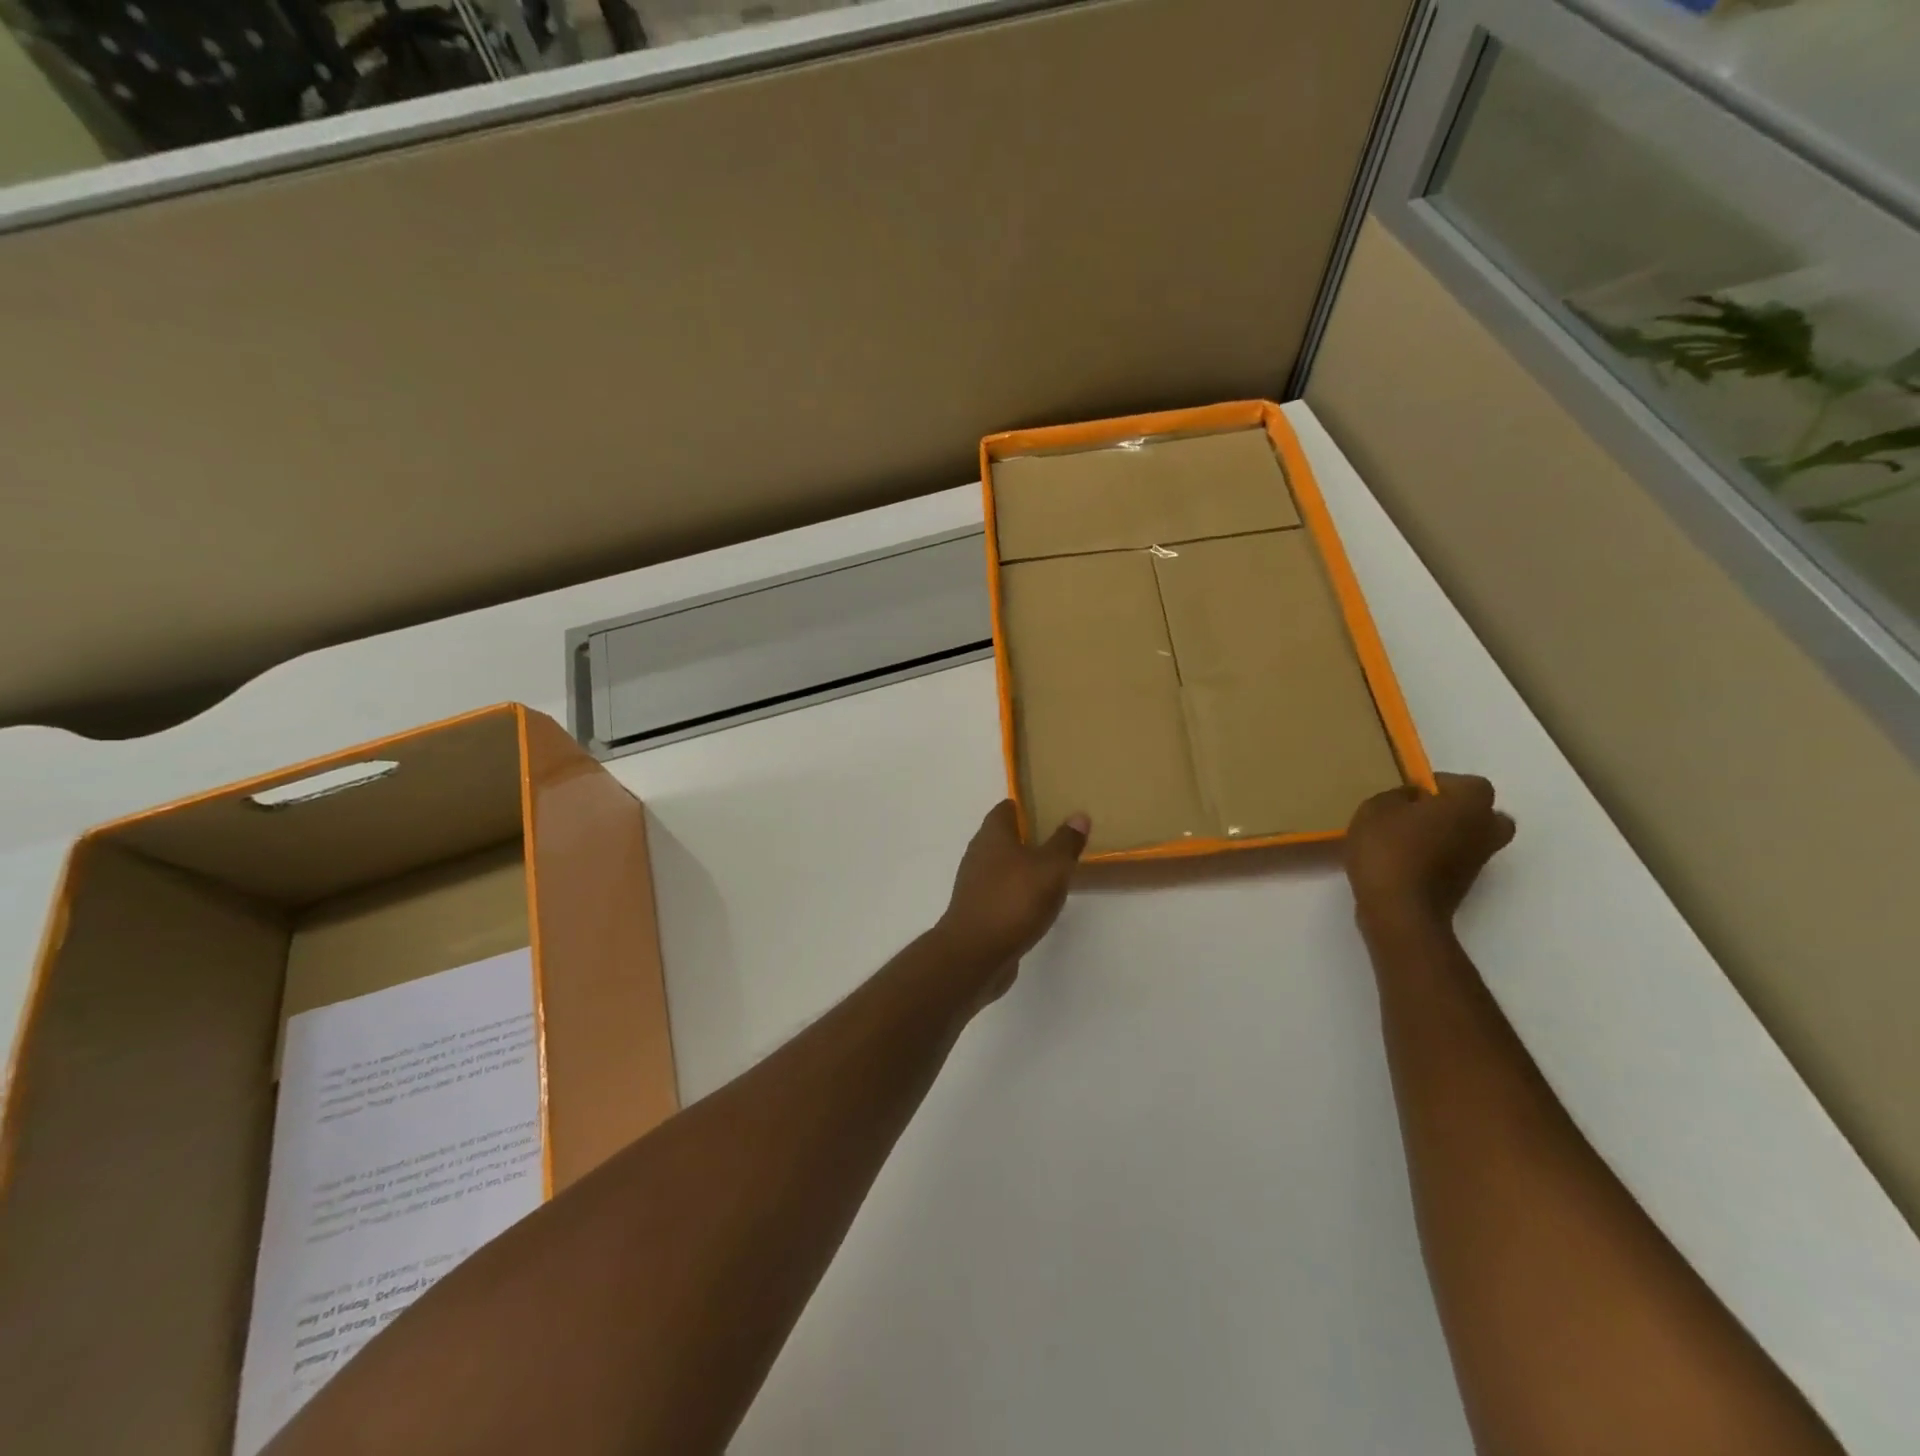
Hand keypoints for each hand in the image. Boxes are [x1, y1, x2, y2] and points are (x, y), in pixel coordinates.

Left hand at [934, 801, 1089, 1004]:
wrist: (975, 953)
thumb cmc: (1014, 901)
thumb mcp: (1051, 868)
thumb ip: (1065, 842)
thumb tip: (1078, 815)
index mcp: (993, 835)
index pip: (1007, 808)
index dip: (1027, 806)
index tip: (1050, 809)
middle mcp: (979, 853)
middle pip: (1004, 836)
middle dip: (1028, 837)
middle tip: (1059, 841)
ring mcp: (975, 884)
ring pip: (1002, 866)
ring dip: (1023, 867)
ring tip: (1053, 872)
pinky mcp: (978, 910)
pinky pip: (1001, 892)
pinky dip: (1017, 893)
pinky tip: (1037, 904)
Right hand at [1346, 773, 1515, 930]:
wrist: (1399, 910)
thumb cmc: (1389, 849)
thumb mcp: (1375, 808)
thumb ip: (1396, 796)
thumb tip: (1411, 799)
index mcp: (1470, 805)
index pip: (1469, 783)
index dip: (1441, 784)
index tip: (1412, 793)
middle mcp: (1485, 831)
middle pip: (1484, 814)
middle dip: (1458, 812)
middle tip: (1422, 815)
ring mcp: (1478, 862)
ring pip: (1470, 839)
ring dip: (1447, 836)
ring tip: (1407, 840)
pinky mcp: (1464, 886)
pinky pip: (1455, 861)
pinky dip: (1437, 859)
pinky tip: (1403, 862)